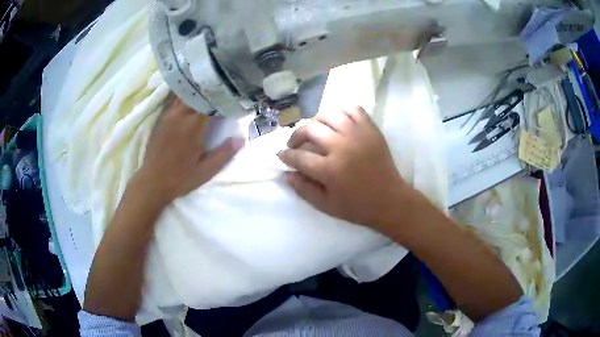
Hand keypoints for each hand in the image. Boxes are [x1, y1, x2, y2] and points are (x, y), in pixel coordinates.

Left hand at [140, 96, 242, 204]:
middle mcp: (180, 114)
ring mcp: (169, 114)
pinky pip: (174, 98)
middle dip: (210, 88)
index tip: (233, 95)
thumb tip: (241, 138)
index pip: (211, 101)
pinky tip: (190, 93)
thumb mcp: (206, 171)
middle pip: (198, 92)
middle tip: (222, 86)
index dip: (223, 96)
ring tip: (207, 84)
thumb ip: (224, 154)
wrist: (152, 181)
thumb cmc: (180, 178)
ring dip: (197, 89)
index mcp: (194, 126)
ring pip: (185, 92)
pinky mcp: (162, 117)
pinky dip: (185, 93)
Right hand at [278, 106, 410, 231]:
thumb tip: (286, 173)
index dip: (286, 155)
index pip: (299, 156)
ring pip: (329, 114)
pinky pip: (353, 109)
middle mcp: (342, 147)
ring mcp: (358, 135)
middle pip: (310, 129)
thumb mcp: (326, 206)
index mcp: (330, 170)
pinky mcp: (371, 129)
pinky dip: (340, 111)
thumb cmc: (357, 207)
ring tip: (314, 130)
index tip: (281, 155)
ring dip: (316, 121)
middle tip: (295, 144)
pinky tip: (336, 121)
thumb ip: (303, 189)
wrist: (390, 200)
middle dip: (296, 135)